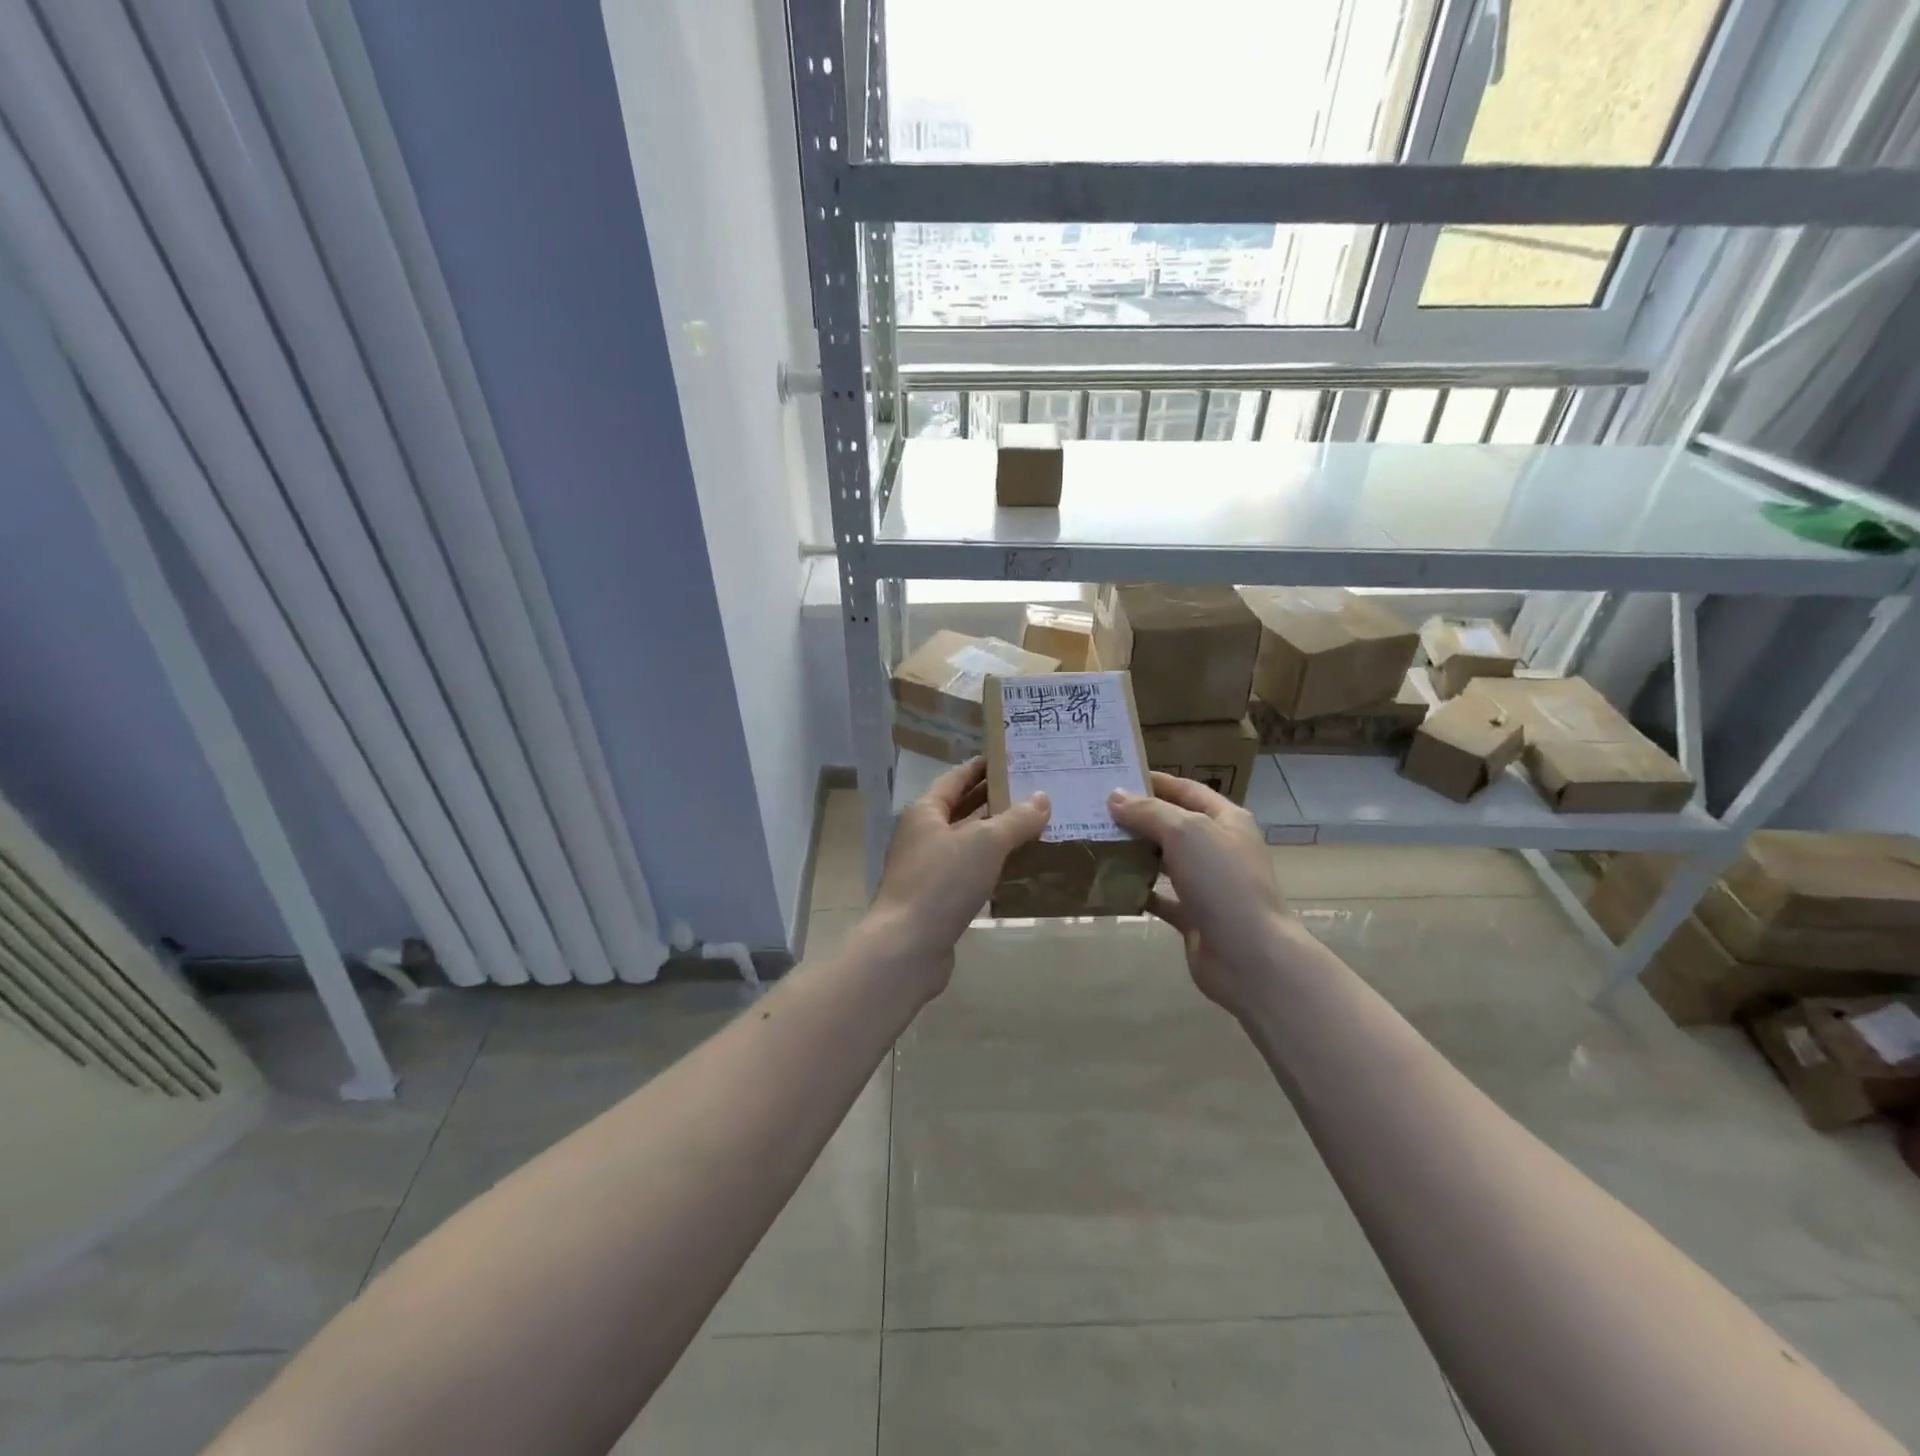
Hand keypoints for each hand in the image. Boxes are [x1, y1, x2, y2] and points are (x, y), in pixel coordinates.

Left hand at [862, 758, 1049, 994]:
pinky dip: (992, 866)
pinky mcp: (937, 899)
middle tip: (1034, 791)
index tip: (1012, 758)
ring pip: (967, 843)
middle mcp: (923, 836)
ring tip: (1035, 825)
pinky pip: (969, 872)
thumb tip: (1043, 798)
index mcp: (925, 812)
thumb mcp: (985, 843)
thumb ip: (1016, 819)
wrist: (907, 946)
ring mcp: (928, 869)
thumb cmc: (942, 882)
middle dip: (995, 800)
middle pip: (962, 809)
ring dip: (996, 835)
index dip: (982, 767)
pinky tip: (1019, 868)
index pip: (956, 779)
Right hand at [1108, 772, 1301, 1014]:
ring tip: (1096, 842)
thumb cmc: (1222, 881)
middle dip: (1138, 817)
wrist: (1249, 956)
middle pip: (1173, 824)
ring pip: (1164, 861)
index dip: (1154, 781)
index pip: (1187, 790)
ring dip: (1134, 853)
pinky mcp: (1194, 916)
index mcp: (1226, 820)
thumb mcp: (1186, 832)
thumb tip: (1115, 797)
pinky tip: (1110, 884)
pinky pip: (1160, 897)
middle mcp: (1218, 848)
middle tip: (1095, 810)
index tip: (1115, 776)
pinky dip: (1137, 891)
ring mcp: (1207, 885)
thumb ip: (1149, 811)